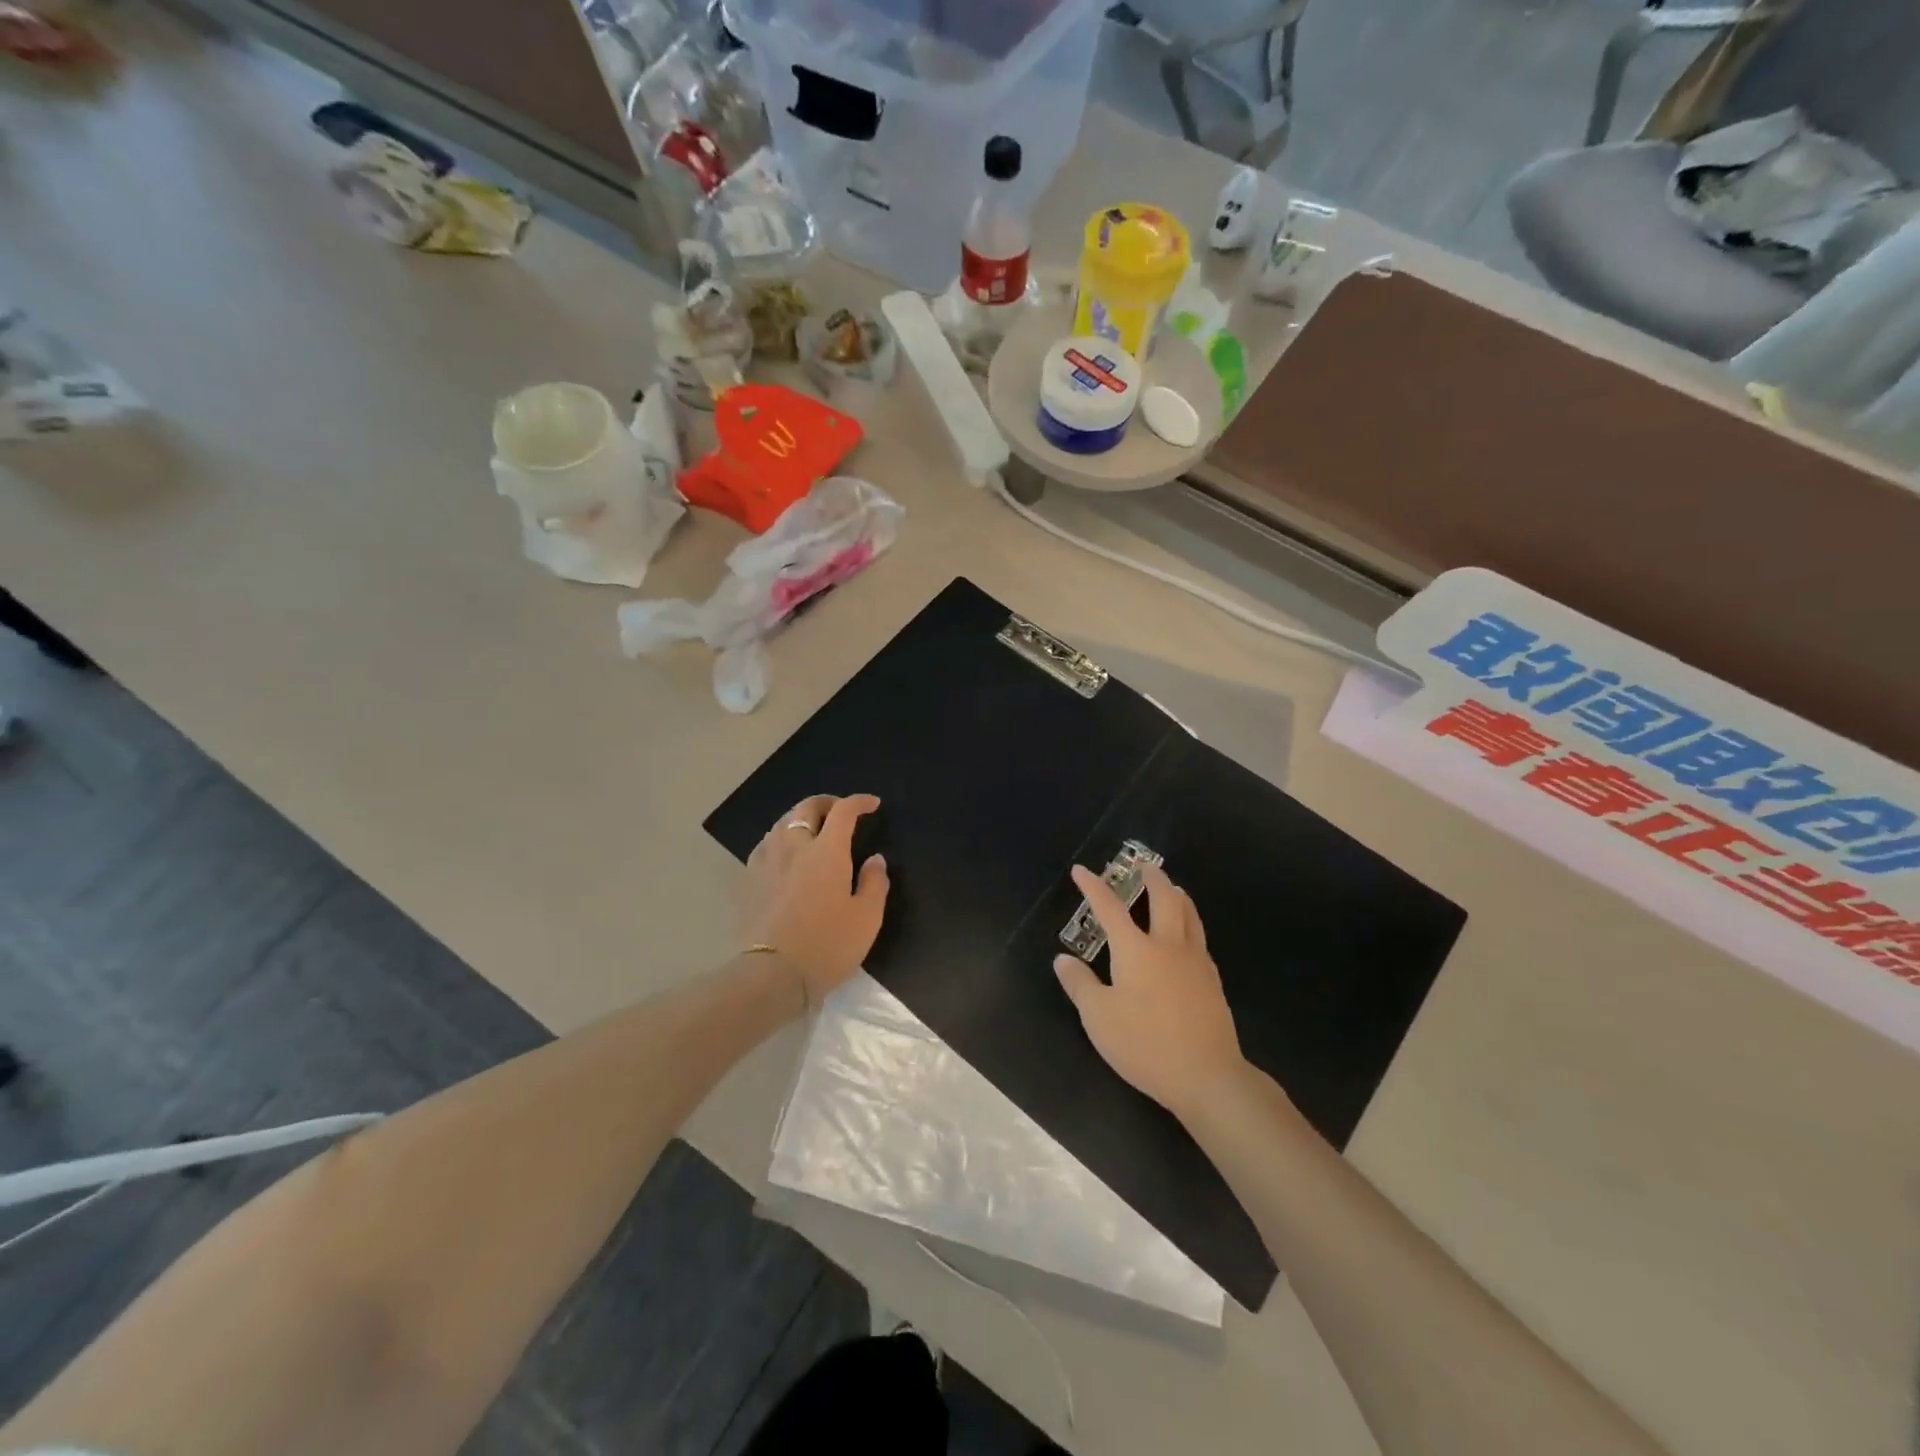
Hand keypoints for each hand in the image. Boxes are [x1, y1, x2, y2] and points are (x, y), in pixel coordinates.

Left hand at [740, 794, 889, 1008]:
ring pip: (781, 823)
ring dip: (800, 818)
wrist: (772, 975)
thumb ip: (875, 883)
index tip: (872, 804)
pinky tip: (784, 853)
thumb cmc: (827, 945)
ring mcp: (766, 862)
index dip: (858, 802)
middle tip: (840, 809)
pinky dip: (780, 839)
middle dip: (826, 802)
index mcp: (827, 851)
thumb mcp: (867, 918)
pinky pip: (765, 845)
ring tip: (811, 829)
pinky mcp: (748, 880)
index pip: (843, 812)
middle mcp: (794, 846)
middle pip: (806, 808)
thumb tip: (875, 858)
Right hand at [1054, 863, 1244, 1121]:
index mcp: (1136, 949)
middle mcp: (1168, 945)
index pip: (1109, 908)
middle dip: (1152, 879)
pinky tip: (1187, 935)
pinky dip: (1190, 923)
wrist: (1206, 1075)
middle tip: (1144, 866)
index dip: (1093, 887)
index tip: (1081, 870)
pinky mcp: (1212, 981)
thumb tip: (1062, 959)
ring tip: (1172, 888)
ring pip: (1189, 915)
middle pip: (1164, 899)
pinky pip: (1199, 938)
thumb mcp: (1099, 1018)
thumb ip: (1080, 985)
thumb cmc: (1144, 1044)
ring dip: (1177, 895)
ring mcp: (1195, 962)